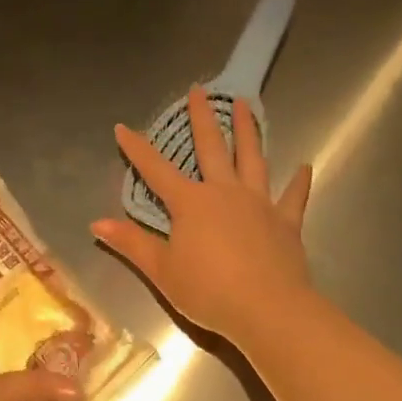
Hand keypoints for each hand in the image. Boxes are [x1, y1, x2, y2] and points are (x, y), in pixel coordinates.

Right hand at [94, 88, 315, 344]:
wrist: (269, 310)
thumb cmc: (209, 291)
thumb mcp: (162, 271)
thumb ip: (131, 243)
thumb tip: (97, 222)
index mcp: (191, 203)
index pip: (155, 169)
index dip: (136, 149)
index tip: (122, 127)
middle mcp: (224, 192)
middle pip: (211, 147)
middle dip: (202, 118)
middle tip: (199, 90)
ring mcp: (258, 203)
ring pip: (252, 158)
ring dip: (248, 130)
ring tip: (247, 104)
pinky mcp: (286, 222)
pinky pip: (293, 197)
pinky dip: (299, 182)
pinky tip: (304, 167)